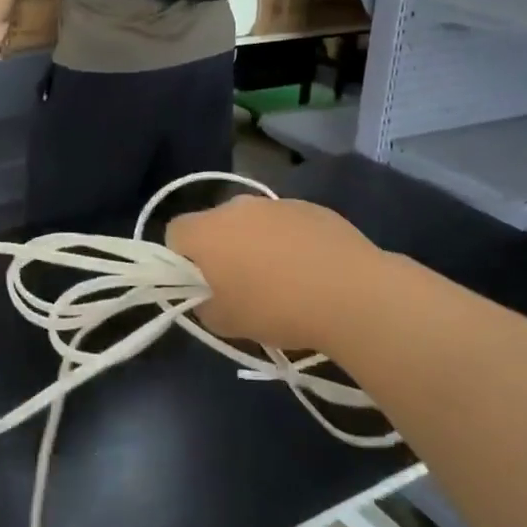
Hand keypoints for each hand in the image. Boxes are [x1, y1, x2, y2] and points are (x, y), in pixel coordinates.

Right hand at [168, 195, 383, 350]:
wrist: (351, 293)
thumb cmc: (277, 309)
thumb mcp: (226, 323)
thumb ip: (204, 305)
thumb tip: (209, 295)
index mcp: (207, 230)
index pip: (174, 233)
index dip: (180, 260)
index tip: (200, 285)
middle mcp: (237, 206)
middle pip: (214, 223)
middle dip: (221, 250)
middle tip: (239, 286)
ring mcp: (276, 203)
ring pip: (252, 222)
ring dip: (256, 244)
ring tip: (282, 280)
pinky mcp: (311, 207)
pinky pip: (286, 223)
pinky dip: (290, 241)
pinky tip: (311, 271)